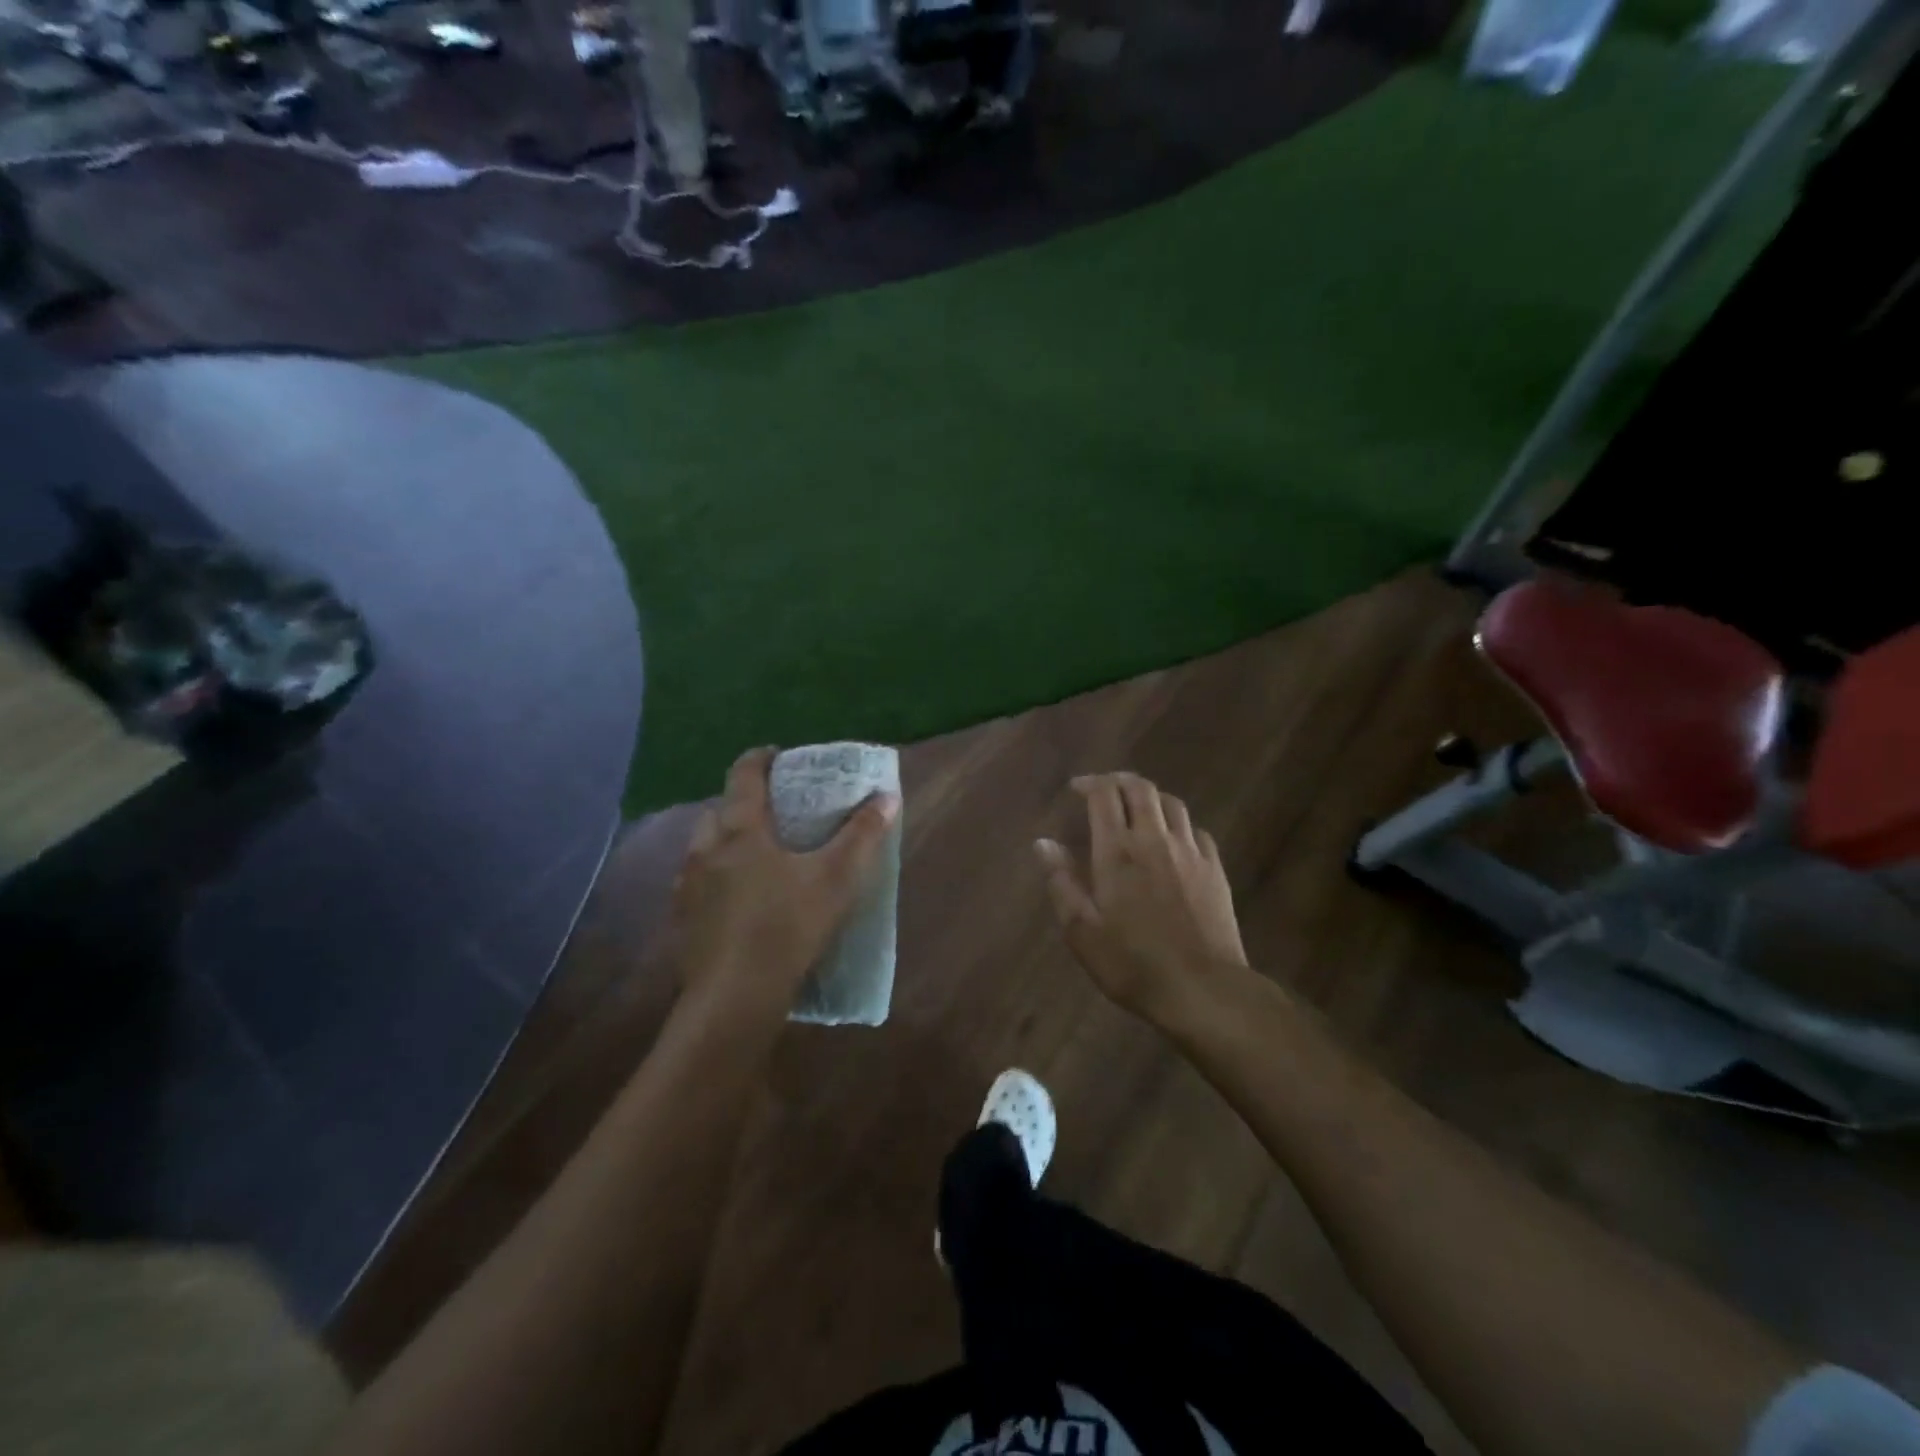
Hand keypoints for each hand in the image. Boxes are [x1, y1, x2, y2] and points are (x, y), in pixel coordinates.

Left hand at [673, 747, 898, 1016]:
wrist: (733, 999)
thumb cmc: (786, 927)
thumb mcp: (836, 879)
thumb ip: (863, 835)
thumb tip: (887, 796)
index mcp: (739, 830)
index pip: (744, 775)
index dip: (761, 758)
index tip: (779, 755)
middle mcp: (705, 850)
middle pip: (720, 810)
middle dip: (744, 803)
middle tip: (775, 812)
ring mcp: (688, 887)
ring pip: (705, 848)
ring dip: (728, 842)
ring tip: (760, 856)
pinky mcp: (684, 921)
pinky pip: (700, 884)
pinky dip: (719, 879)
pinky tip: (742, 901)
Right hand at [1036, 773, 1246, 1022]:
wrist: (1204, 989)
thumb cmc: (1133, 964)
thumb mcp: (1082, 931)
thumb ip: (1062, 882)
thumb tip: (1043, 843)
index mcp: (1118, 851)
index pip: (1105, 795)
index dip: (1089, 784)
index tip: (1076, 789)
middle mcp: (1155, 840)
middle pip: (1141, 788)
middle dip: (1119, 780)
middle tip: (1104, 789)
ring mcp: (1190, 852)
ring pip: (1172, 803)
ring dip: (1150, 797)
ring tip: (1136, 808)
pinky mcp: (1214, 868)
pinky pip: (1195, 830)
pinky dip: (1177, 824)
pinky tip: (1171, 840)